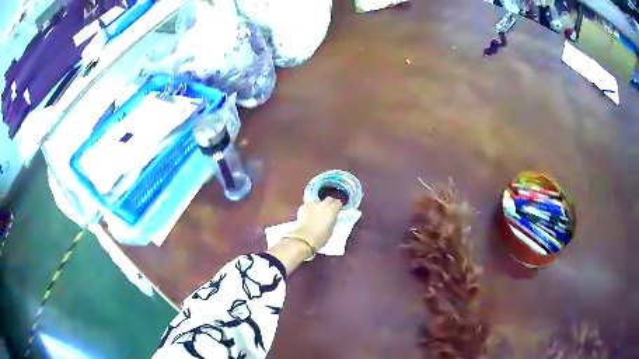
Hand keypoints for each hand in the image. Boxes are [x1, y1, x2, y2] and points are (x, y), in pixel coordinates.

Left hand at [290, 197, 342, 248]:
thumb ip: (332, 220)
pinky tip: (306, 217)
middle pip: (328, 199)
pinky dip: (308, 210)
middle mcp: (323, 204)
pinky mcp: (302, 207)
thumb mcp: (331, 229)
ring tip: (315, 215)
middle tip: (327, 211)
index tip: (336, 211)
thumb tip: (330, 217)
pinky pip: (307, 206)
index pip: (338, 202)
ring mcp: (312, 204)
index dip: (337, 206)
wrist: (304, 238)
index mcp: (332, 209)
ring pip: (317, 202)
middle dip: (329, 203)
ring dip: (317, 207)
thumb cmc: (321, 237)